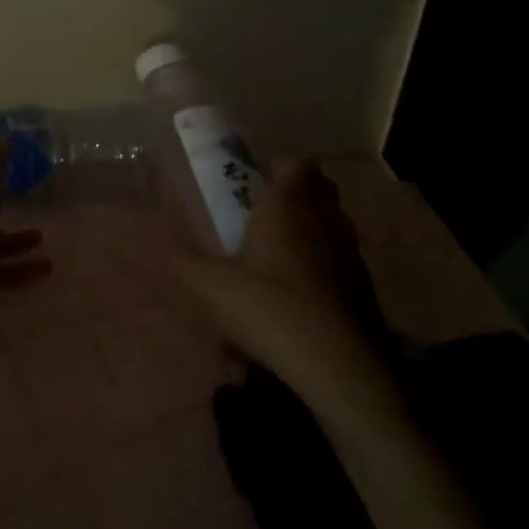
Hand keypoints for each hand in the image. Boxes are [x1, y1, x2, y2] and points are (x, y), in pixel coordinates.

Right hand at [176, 158, 395, 415]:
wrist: (338, 365)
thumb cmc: (270, 309)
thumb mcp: (212, 287)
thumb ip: (185, 261)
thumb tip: (163, 244)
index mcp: (287, 207)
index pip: (296, 163)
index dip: (278, 165)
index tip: (255, 180)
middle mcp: (323, 219)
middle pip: (321, 186)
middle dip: (298, 190)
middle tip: (268, 211)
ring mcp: (349, 251)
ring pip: (335, 219)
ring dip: (315, 223)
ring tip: (285, 248)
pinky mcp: (364, 283)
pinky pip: (344, 253)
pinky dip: (327, 257)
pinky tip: (305, 287)